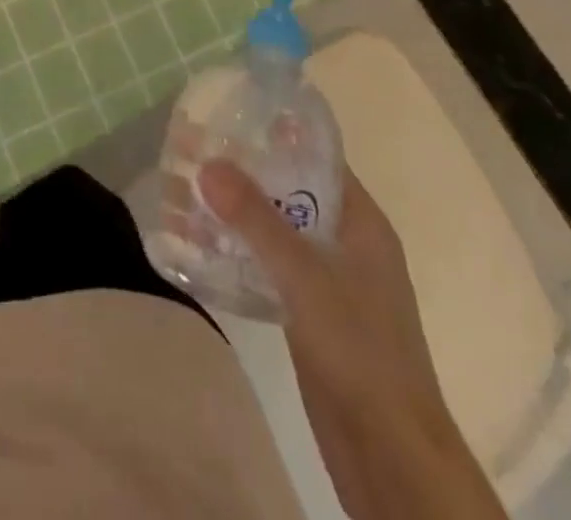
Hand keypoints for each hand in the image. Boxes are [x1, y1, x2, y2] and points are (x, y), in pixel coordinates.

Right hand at [199, 158, 444, 431]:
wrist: (390, 455)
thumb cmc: (359, 349)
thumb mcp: (305, 275)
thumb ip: (256, 219)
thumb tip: (208, 164)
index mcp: (361, 221)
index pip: (315, 156)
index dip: (274, 133)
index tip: (226, 114)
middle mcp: (345, 241)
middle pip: (288, 190)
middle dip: (240, 171)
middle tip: (188, 150)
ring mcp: (328, 279)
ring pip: (274, 229)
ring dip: (232, 212)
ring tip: (180, 191)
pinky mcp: (309, 313)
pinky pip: (267, 265)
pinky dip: (236, 250)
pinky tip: (196, 244)